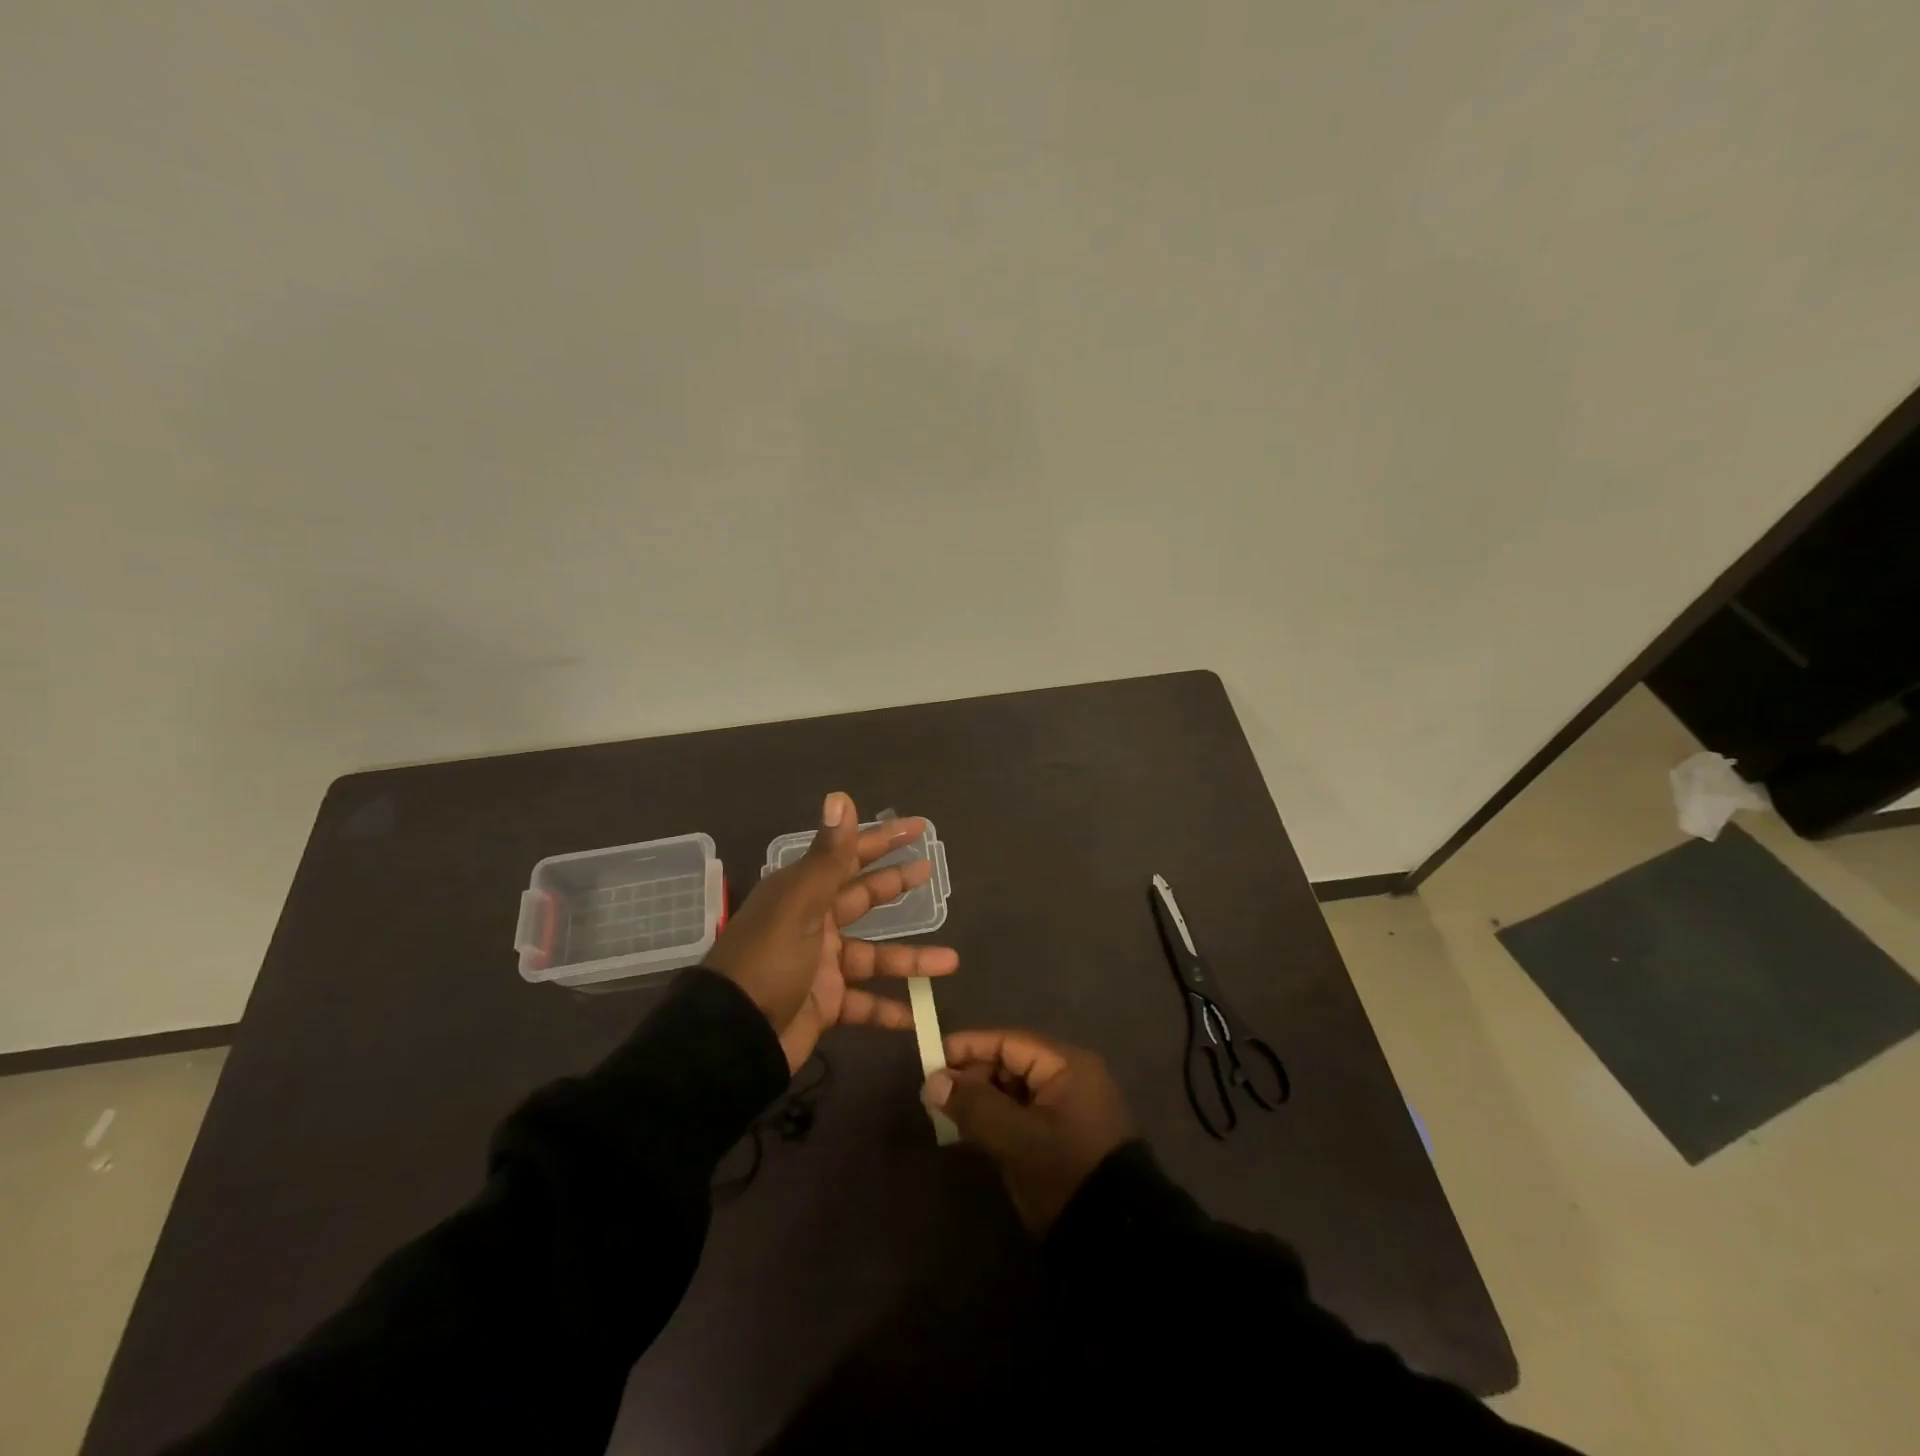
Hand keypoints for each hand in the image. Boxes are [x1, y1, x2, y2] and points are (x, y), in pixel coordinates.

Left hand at [707, 792, 957, 1071]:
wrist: (733, 1037)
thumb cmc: (768, 961)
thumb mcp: (800, 904)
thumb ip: (829, 856)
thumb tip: (840, 796)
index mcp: (802, 893)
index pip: (848, 857)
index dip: (881, 841)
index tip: (916, 828)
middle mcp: (812, 923)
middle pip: (862, 898)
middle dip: (896, 884)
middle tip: (931, 872)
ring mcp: (820, 966)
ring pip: (874, 957)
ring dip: (910, 960)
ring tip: (951, 961)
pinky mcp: (825, 1004)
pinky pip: (865, 1004)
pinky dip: (890, 1011)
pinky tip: (919, 1017)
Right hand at [922, 1029, 1134, 1233]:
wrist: (1115, 1239)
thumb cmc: (1065, 1173)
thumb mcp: (1016, 1138)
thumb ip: (974, 1105)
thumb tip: (932, 1080)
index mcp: (1066, 1065)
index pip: (1009, 1041)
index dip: (969, 1047)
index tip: (931, 1058)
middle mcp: (1070, 1077)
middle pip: (1011, 1063)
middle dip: (973, 1076)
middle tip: (936, 1094)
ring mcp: (1068, 1107)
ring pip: (1014, 1090)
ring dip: (981, 1099)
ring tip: (946, 1114)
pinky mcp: (1063, 1135)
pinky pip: (1022, 1113)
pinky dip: (996, 1118)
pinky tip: (969, 1132)